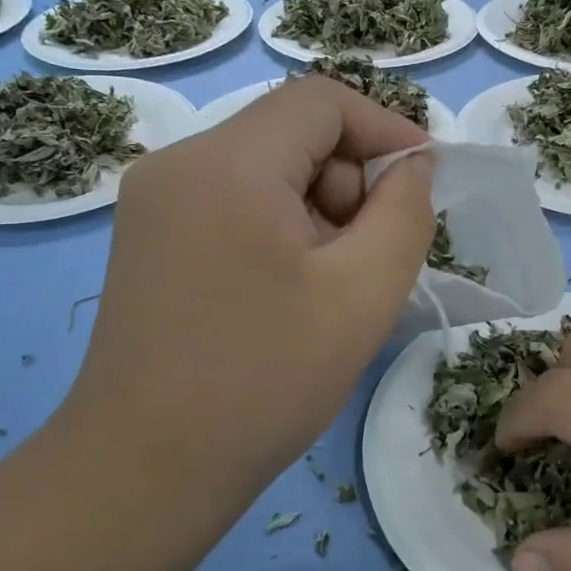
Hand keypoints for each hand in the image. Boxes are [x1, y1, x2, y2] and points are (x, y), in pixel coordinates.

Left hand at [68, 77, 434, 550]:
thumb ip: (404, 211)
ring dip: (315, 211)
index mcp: (227, 162)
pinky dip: (276, 229)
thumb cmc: (264, 380)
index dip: (385, 129)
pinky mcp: (146, 238)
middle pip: (290, 134)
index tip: (423, 182)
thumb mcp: (363, 293)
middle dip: (347, 182)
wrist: (147, 469)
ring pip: (262, 170)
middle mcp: (178, 162)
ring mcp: (152, 201)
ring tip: (326, 288)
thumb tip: (410, 165)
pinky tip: (284, 293)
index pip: (321, 101)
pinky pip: (230, 203)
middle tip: (368, 259)